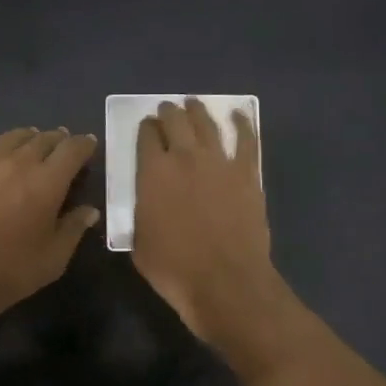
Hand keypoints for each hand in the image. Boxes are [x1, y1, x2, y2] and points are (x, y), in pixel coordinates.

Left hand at [0, 126, 99, 326]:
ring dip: (28, 138)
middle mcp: (18, 163)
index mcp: (48, 181)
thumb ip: (74, 228)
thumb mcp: (55, 256)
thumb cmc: (13, 269)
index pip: (72, 149)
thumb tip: (89, 211)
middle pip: (43, 139)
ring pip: (11, 138)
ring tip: (32, 143)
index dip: (84, 144)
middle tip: (63, 145)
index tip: (90, 145)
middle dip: (58, 139)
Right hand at [132, 99, 301, 364]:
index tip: (147, 128)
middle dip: (168, 113)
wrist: (225, 281)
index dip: (145, 129)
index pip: (146, 137)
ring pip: (207, 124)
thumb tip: (146, 200)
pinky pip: (246, 140)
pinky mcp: (247, 173)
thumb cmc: (174, 268)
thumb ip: (141, 211)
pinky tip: (239, 115)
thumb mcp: (139, 242)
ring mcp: (220, 162)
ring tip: (193, 104)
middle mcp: (185, 157)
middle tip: (167, 110)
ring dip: (197, 111)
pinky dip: (242, 124)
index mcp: (153, 172)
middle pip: (176, 121)